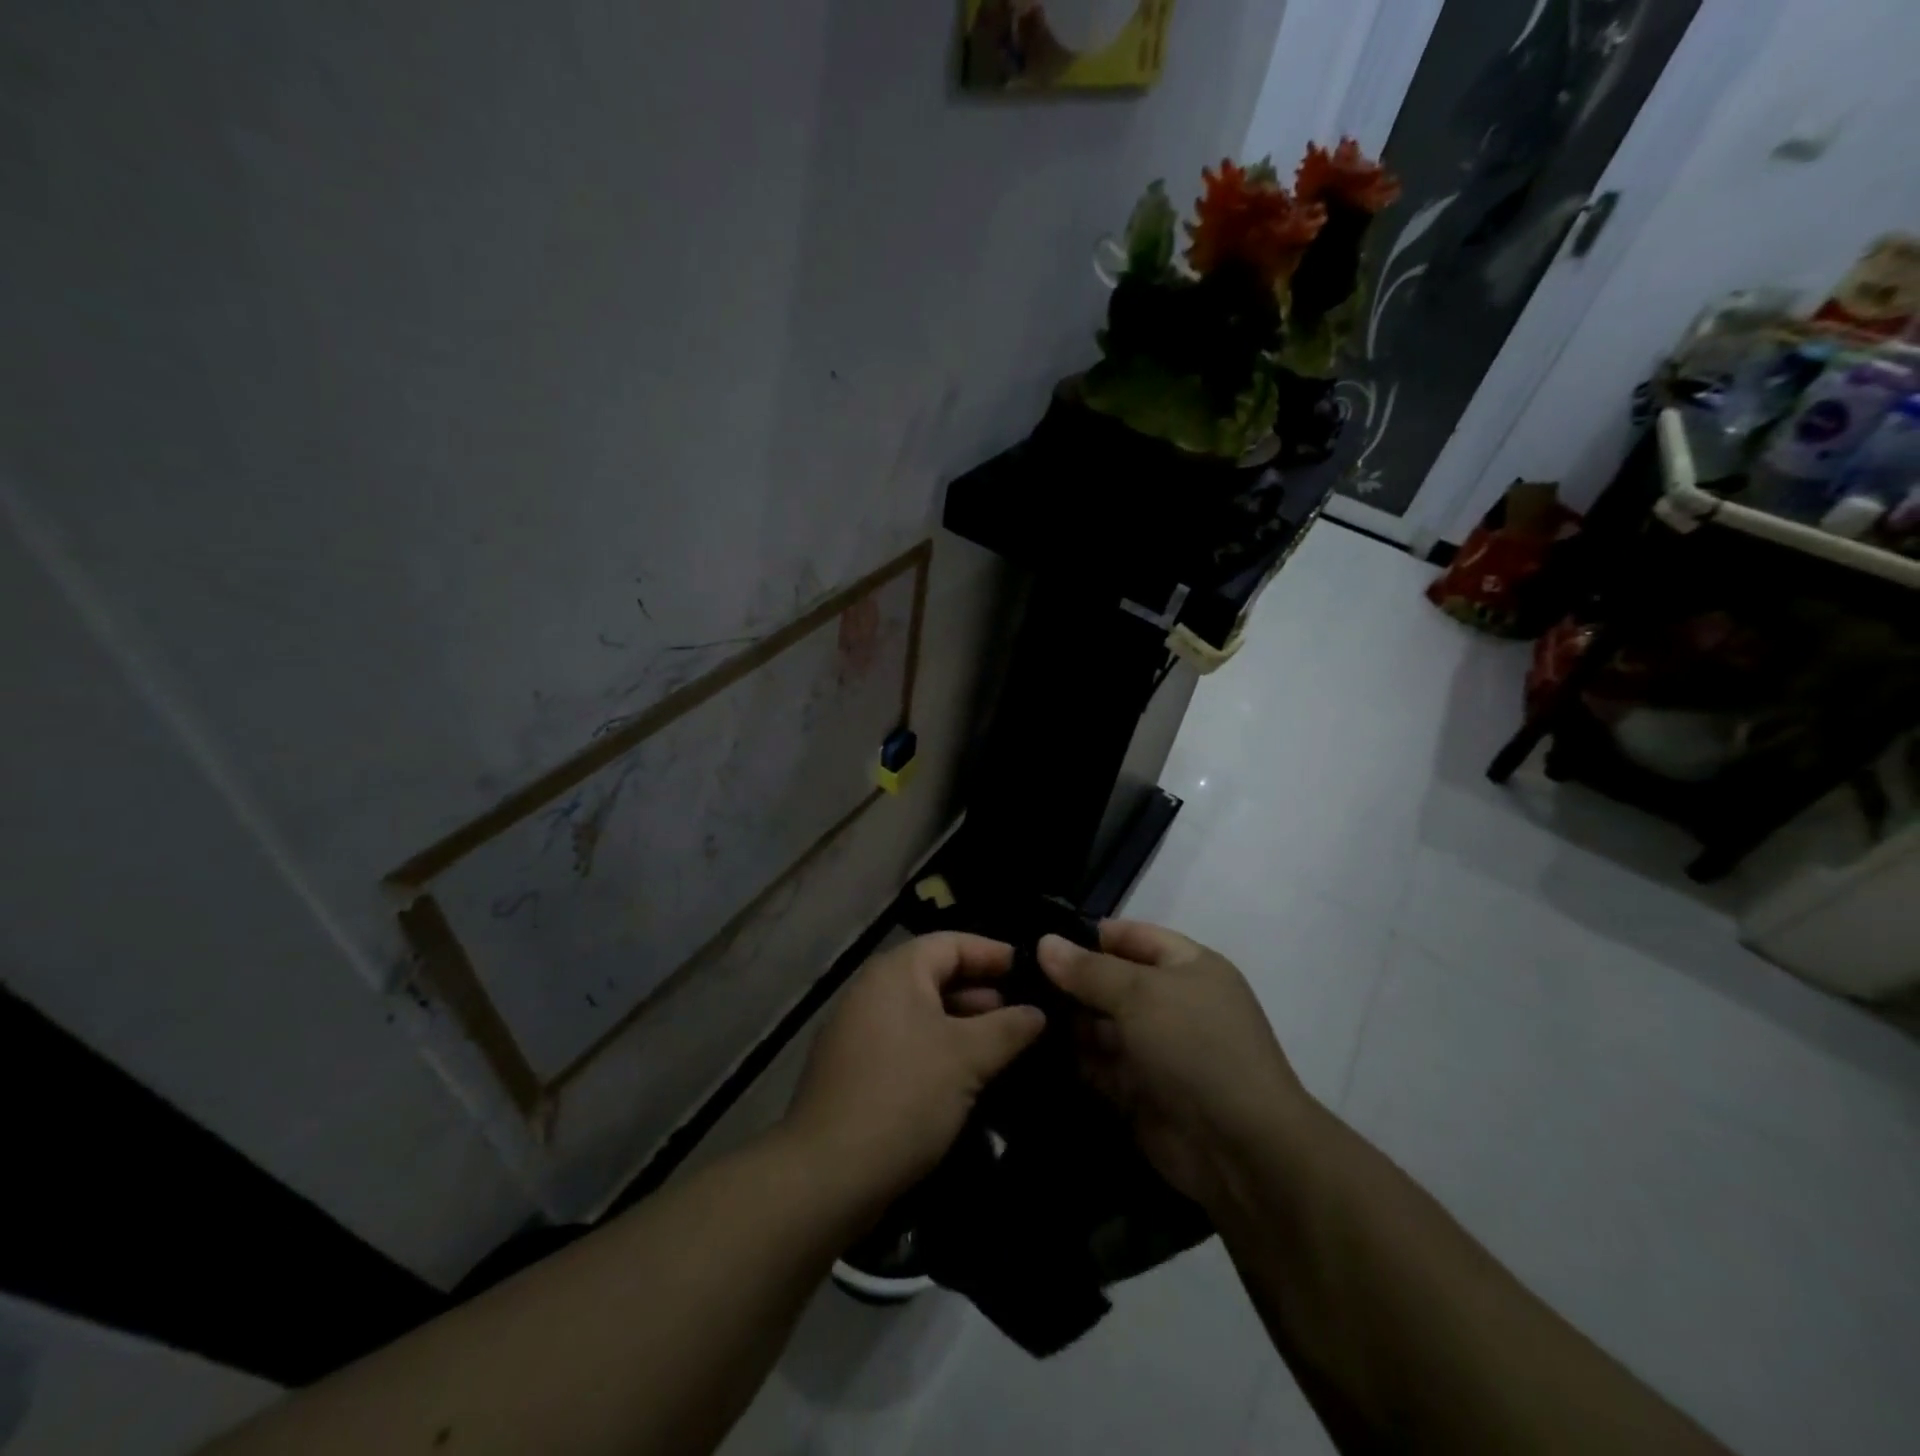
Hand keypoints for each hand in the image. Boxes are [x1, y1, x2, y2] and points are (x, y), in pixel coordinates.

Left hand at [785, 932, 1044, 1206]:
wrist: (828, 1175)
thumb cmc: (904, 1096)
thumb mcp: (967, 1058)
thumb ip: (1008, 1028)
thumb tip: (1038, 1012)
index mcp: (896, 972)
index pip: (952, 943)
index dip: (994, 953)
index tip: (1032, 970)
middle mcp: (873, 991)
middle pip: (936, 976)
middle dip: (983, 994)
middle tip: (1027, 1014)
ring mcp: (859, 1032)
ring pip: (923, 1014)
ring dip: (964, 1026)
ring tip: (1006, 1047)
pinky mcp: (856, 1071)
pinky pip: (908, 1044)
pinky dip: (940, 1050)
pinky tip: (969, 1078)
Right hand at [1038, 919, 1311, 1211]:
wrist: (1240, 1148)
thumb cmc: (1195, 1046)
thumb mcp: (1141, 994)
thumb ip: (1089, 970)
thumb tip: (1045, 942)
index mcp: (1188, 967)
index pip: (1131, 936)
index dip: (1088, 935)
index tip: (1037, 938)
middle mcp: (1172, 1003)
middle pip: (1111, 982)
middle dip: (1069, 981)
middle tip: (1013, 978)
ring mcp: (1156, 1050)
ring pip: (1100, 1026)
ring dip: (1066, 1022)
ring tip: (1015, 1012)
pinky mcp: (1140, 1092)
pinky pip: (1098, 1067)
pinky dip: (1071, 1060)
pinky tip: (1031, 1050)